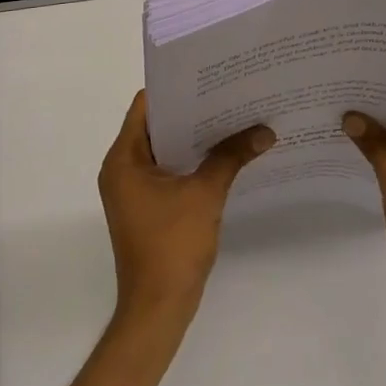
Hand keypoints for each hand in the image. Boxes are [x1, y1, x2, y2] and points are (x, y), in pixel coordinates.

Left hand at [98, 91, 273, 327]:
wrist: (157, 310)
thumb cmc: (172, 246)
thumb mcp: (205, 195)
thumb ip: (231, 157)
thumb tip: (264, 130)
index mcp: (123, 159)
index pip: (145, 106)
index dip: (175, 88)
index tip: (207, 76)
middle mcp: (121, 169)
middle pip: (155, 125)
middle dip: (190, 111)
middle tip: (227, 93)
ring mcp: (132, 190)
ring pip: (163, 149)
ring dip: (192, 137)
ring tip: (230, 118)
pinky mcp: (145, 207)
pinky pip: (167, 171)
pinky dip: (190, 161)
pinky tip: (222, 155)